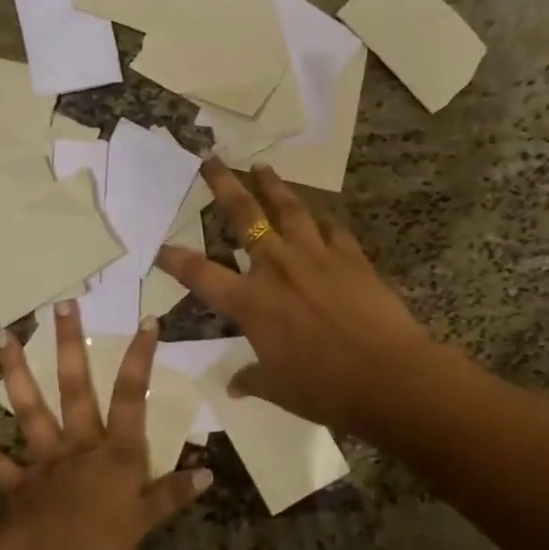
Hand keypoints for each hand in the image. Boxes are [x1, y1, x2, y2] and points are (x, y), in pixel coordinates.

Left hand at [0, 302, 209, 549]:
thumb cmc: (100, 541)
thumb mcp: (146, 520)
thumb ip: (173, 494)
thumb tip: (209, 473)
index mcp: (114, 452)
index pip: (132, 397)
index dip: (141, 359)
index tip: (147, 320)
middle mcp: (78, 444)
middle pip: (76, 388)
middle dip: (70, 346)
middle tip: (63, 305)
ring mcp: (43, 459)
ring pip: (30, 409)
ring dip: (15, 371)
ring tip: (2, 336)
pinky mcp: (16, 481)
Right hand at [156, 161, 440, 438]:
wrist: (388, 376)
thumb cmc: (325, 388)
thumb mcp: (280, 389)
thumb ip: (253, 379)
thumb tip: (235, 386)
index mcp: (251, 302)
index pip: (200, 274)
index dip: (176, 260)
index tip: (160, 247)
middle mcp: (277, 268)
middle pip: (245, 215)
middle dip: (224, 185)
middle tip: (212, 160)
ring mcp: (316, 256)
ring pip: (289, 208)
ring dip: (273, 185)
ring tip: (261, 166)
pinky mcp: (351, 257)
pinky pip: (333, 229)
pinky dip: (323, 221)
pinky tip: (321, 216)